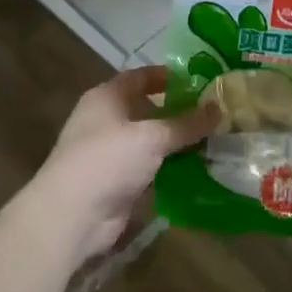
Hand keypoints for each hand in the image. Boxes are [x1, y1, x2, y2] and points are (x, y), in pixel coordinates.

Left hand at [33, 66, 217, 260]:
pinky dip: (172, 166)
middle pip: (148, 109)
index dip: (168, 76)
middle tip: (216, 112)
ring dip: (178, 141)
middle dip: (180, 111)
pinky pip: (152, 167)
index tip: (200, 80)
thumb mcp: (152, 136)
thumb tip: (219, 108)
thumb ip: (187, 123)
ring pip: (152, 140)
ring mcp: (112, 153)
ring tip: (216, 139)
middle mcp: (107, 121)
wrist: (73, 215)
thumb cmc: (108, 160)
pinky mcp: (119, 181)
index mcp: (106, 98)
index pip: (140, 77)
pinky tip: (200, 167)